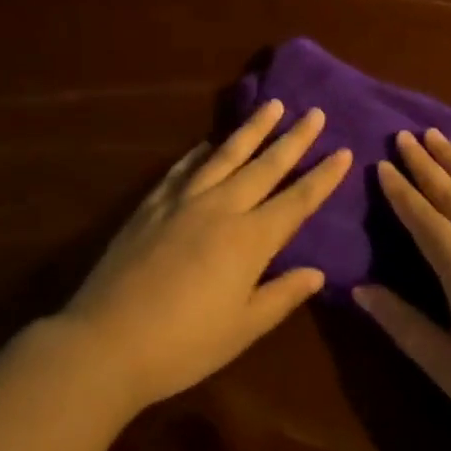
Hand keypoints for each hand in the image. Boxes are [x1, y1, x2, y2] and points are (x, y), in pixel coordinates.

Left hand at [59, 100, 351, 411]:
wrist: (106, 341)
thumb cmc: (183, 345)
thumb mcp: (242, 329)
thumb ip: (281, 295)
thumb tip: (317, 271)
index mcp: (249, 240)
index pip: (296, 201)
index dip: (322, 177)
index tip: (344, 151)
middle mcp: (220, 208)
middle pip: (265, 166)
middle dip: (294, 139)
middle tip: (315, 112)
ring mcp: (183, 200)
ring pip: (225, 155)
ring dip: (252, 129)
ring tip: (272, 105)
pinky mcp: (152, 204)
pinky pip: (183, 168)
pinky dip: (201, 151)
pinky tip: (208, 142)